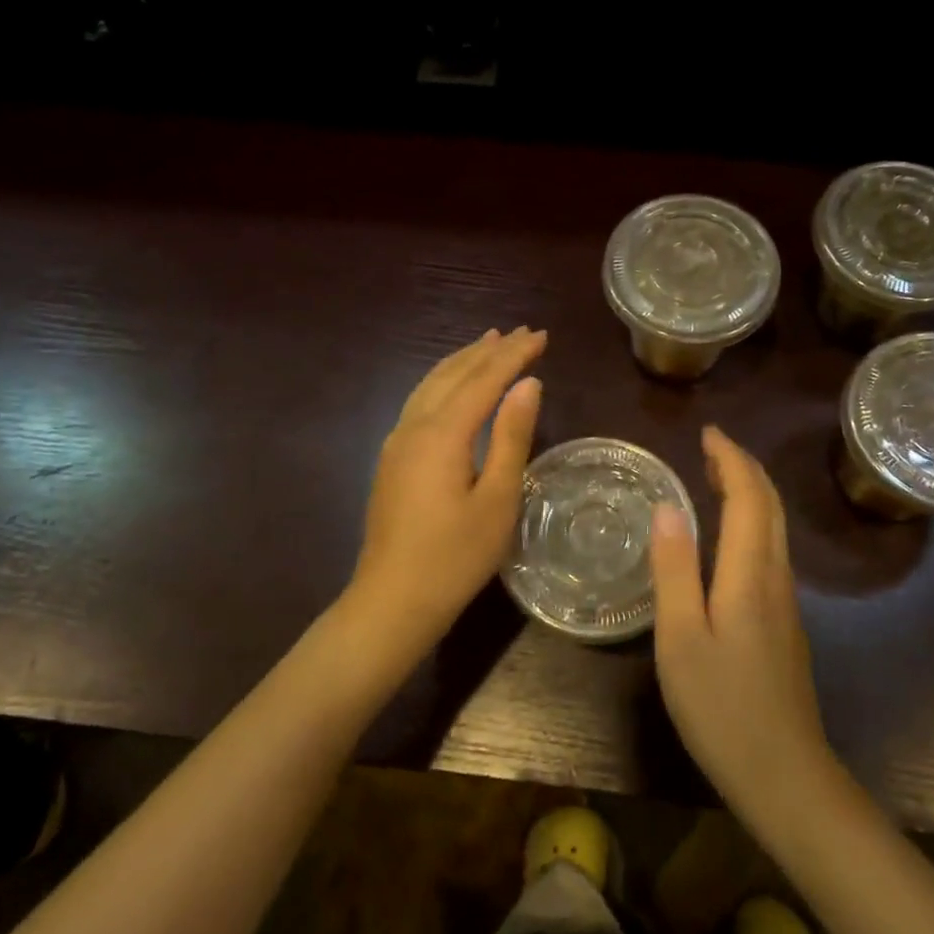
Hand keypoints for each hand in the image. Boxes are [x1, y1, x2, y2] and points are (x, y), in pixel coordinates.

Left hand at [345, 327, 545, 666]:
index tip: (541, 335)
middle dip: (489, 350)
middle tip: (522, 333)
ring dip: (462, 361)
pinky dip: (443, 382)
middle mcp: (414, 426)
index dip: (514, 355)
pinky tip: (451, 387)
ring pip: (431, 384)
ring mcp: (397, 442)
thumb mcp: (497, 498)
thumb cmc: (455, 556)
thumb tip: (528, 384)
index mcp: (442, 433)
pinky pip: (420, 402)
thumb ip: (511, 436)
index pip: (484, 379)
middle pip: (454, 374)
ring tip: (488, 342)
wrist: (392, 600)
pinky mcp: (392, 459)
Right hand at [650, 425, 835, 826]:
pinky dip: (752, 522)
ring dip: (750, 493)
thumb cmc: (721, 707)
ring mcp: (786, 601)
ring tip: (715, 478)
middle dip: (743, 468)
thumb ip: (673, 569)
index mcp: (750, 573)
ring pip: (774, 528)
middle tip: (709, 447)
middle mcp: (776, 577)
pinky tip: (728, 537)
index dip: (731, 458)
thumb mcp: (680, 638)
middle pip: (770, 505)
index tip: (708, 432)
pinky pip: (770, 551)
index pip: (749, 496)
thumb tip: (667, 505)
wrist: (784, 774)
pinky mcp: (785, 622)